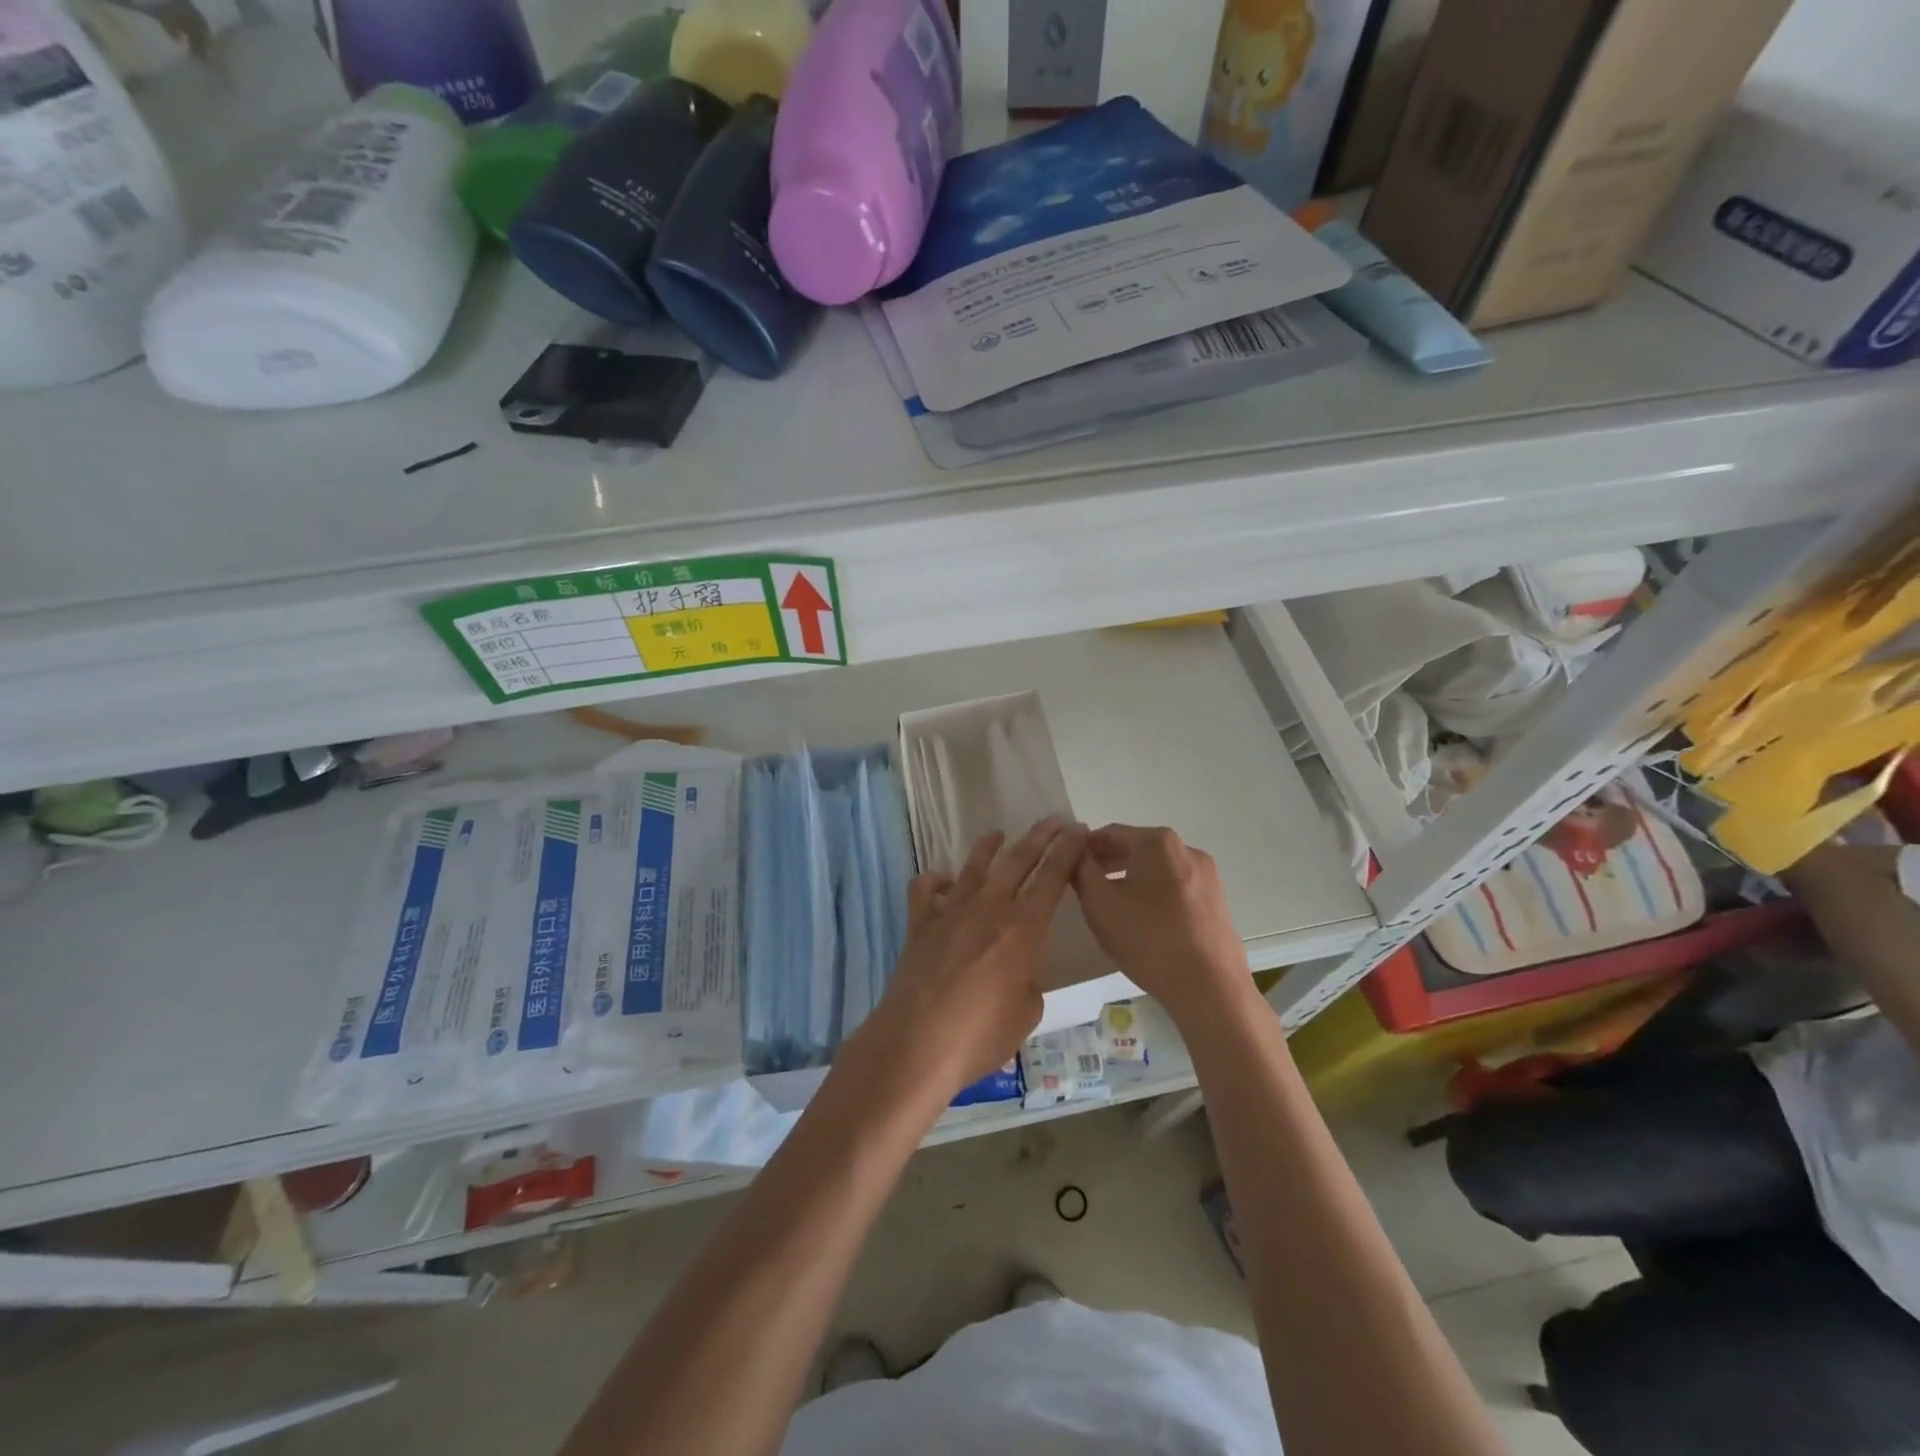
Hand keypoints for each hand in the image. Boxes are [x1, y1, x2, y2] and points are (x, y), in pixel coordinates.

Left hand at [857, 818, 1086, 1096]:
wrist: (915, 1044)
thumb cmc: (979, 1037)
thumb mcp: (1026, 1015)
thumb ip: (1028, 983)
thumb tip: (1017, 973)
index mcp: (1022, 930)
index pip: (1052, 878)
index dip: (1068, 851)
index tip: (1079, 831)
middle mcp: (987, 909)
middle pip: (1017, 860)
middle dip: (1039, 837)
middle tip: (1054, 820)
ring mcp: (949, 913)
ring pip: (973, 867)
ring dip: (989, 847)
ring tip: (998, 834)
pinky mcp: (919, 926)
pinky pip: (924, 890)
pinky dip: (934, 880)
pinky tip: (943, 882)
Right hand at [1073, 824, 1251, 1023]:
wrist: (1210, 989)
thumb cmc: (1148, 940)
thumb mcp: (1099, 904)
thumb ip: (1081, 869)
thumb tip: (1075, 850)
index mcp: (1158, 842)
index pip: (1110, 832)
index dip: (1084, 847)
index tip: (1067, 864)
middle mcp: (1187, 849)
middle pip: (1137, 848)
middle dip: (1109, 862)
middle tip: (1085, 884)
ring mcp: (1207, 875)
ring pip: (1157, 868)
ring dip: (1131, 878)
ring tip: (1112, 905)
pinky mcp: (1217, 901)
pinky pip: (1176, 887)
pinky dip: (1155, 894)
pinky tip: (1144, 920)